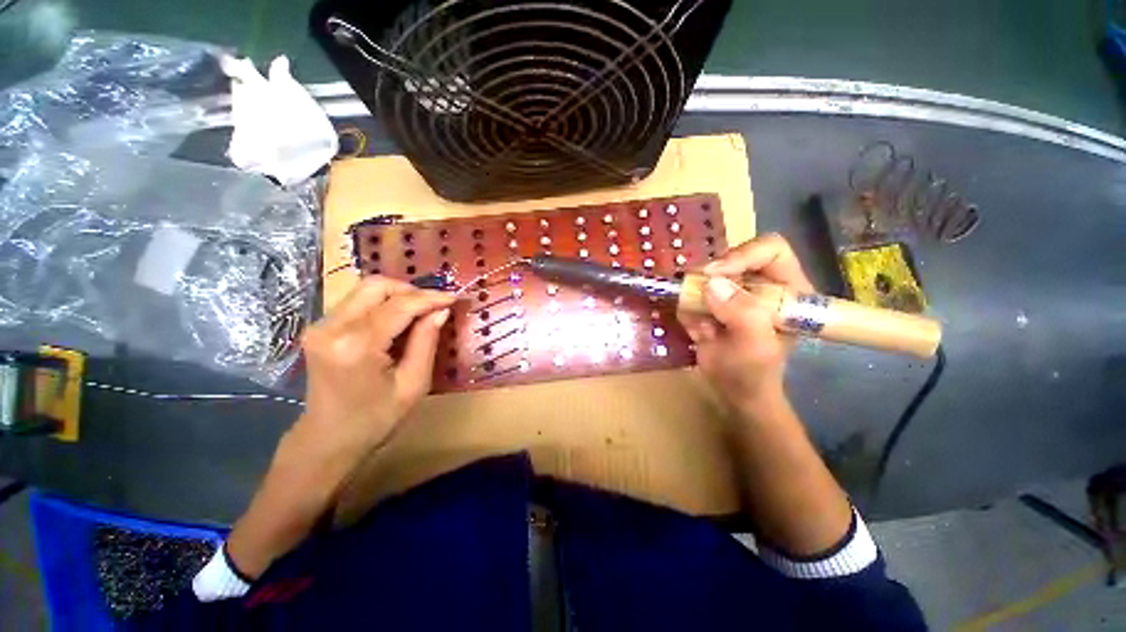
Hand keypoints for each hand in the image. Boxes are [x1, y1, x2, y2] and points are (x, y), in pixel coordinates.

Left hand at [291, 276, 454, 462]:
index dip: (430, 298)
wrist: (327, 440)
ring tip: (420, 313)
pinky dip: (383, 304)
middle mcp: (332, 327)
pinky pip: (357, 302)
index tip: (454, 298)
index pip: (399, 305)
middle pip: (376, 285)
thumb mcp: (413, 384)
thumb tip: (441, 311)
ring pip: (365, 290)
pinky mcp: (320, 328)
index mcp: (356, 346)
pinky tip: (399, 321)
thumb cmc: (376, 420)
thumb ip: (426, 341)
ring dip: (398, 296)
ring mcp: (321, 326)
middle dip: (411, 290)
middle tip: (435, 306)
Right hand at [678, 233, 813, 412]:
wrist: (733, 392)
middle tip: (696, 296)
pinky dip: (688, 312)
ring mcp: (734, 292)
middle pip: (732, 257)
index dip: (742, 254)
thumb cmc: (754, 374)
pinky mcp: (712, 302)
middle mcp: (761, 284)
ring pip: (706, 276)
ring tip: (703, 328)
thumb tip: (712, 283)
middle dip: (710, 278)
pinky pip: (691, 294)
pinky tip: (698, 333)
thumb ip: (742, 314)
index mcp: (788, 288)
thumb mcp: (756, 347)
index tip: (715, 273)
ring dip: (696, 300)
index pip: (770, 250)